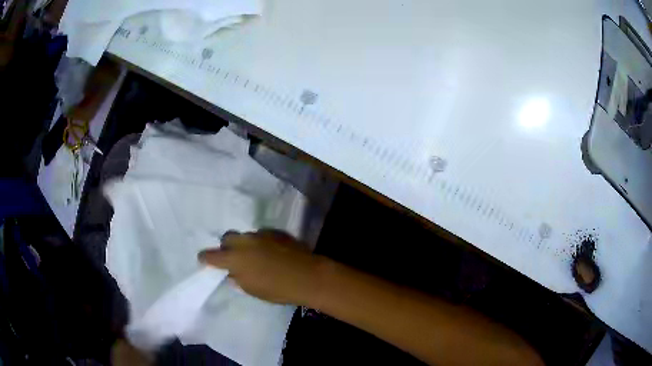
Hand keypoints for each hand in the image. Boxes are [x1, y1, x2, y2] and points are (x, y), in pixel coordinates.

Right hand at [198, 230, 323, 304]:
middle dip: (227, 247)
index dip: (205, 258)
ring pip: (245, 236)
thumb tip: (232, 272)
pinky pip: (261, 236)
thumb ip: (238, 279)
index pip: (211, 255)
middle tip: (233, 258)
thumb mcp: (252, 289)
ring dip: (245, 245)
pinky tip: (271, 253)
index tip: (203, 260)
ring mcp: (260, 235)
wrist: (307, 276)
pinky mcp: (275, 232)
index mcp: (234, 258)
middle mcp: (244, 242)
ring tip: (256, 256)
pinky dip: (261, 243)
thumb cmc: (277, 289)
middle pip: (227, 238)